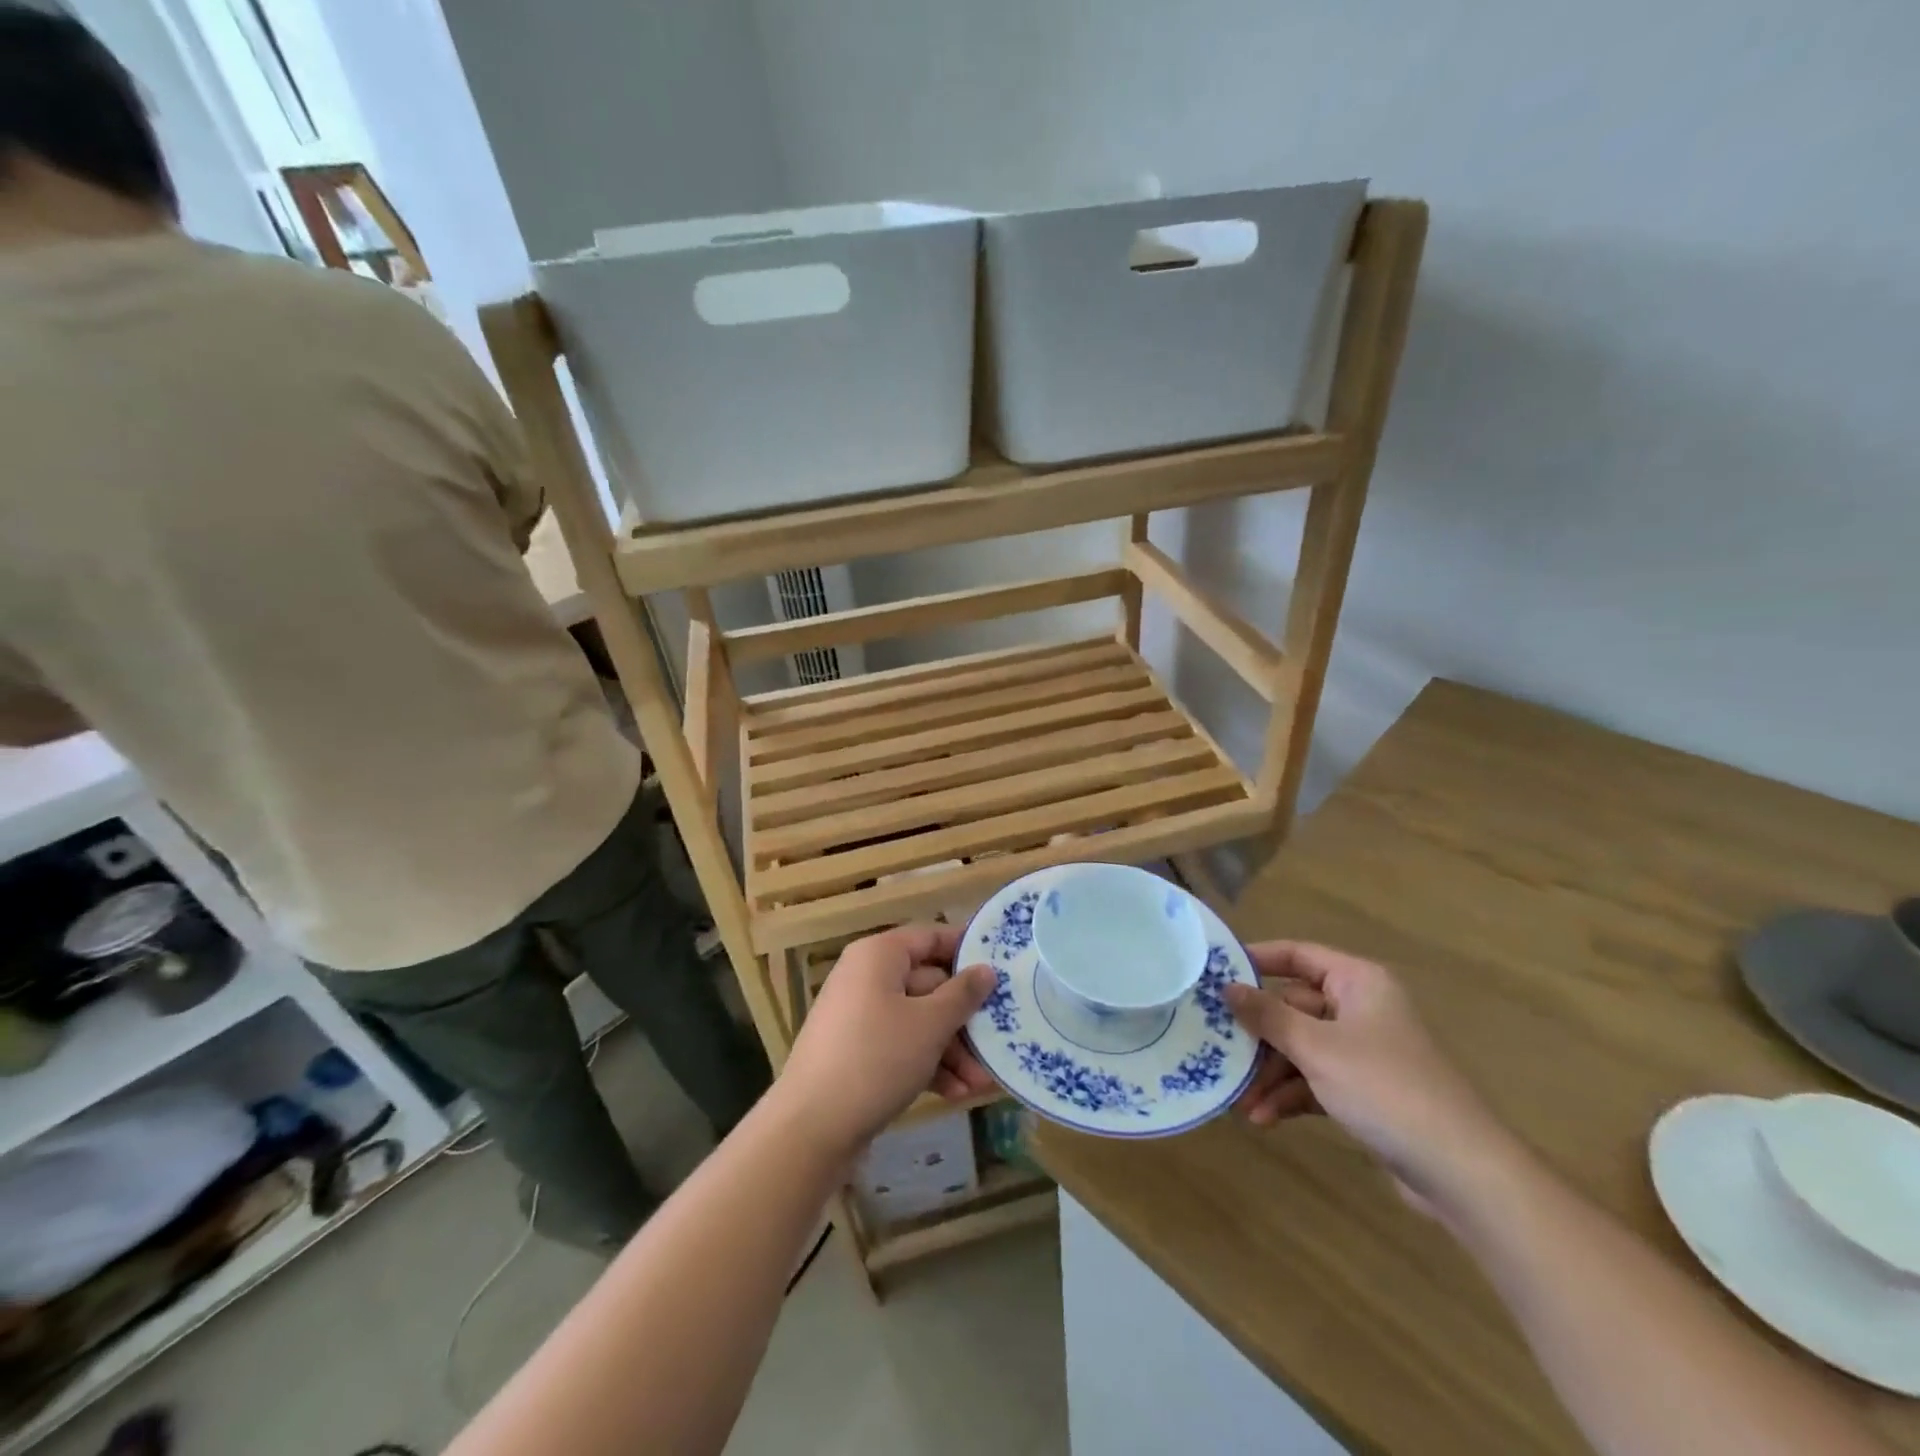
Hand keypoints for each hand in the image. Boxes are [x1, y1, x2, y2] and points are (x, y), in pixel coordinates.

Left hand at [776, 924, 997, 1159]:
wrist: (810, 1128)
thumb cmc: (876, 1058)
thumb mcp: (929, 1025)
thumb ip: (963, 995)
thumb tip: (986, 969)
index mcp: (879, 955)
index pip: (930, 937)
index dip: (967, 950)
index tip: (1003, 969)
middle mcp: (867, 977)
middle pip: (929, 984)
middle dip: (965, 1019)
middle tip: (998, 1043)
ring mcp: (860, 1016)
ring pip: (918, 1020)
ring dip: (952, 1049)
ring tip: (980, 1083)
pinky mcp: (857, 1051)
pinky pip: (901, 1045)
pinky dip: (928, 1063)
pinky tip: (955, 1092)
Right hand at [1226, 942, 1517, 1214]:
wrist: (1462, 1172)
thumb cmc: (1385, 1089)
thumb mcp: (1317, 1048)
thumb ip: (1267, 1016)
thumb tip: (1226, 987)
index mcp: (1358, 982)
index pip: (1297, 955)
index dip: (1256, 960)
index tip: (1215, 973)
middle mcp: (1361, 1008)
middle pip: (1293, 1007)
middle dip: (1257, 1035)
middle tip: (1217, 1047)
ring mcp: (1364, 1051)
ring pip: (1301, 1048)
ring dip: (1269, 1073)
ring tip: (1239, 1100)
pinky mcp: (1365, 1091)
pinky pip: (1315, 1079)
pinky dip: (1290, 1095)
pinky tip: (1263, 1118)